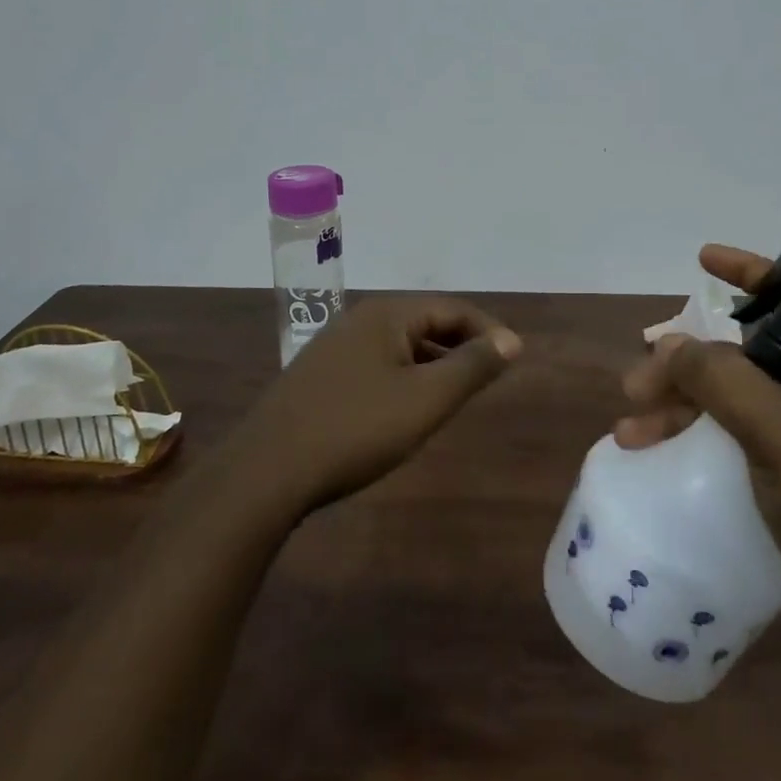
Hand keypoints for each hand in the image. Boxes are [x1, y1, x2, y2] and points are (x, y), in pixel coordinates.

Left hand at [234, 296, 522, 510]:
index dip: (488, 332)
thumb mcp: (426, 399)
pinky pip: (376, 365)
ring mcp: (333, 347)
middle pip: (424, 323)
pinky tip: (405, 410)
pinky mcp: (319, 377)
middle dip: (460, 347)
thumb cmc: (356, 429)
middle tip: (488, 378)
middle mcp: (359, 319)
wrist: (267, 471)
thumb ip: (472, 367)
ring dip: (432, 364)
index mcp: (386, 314)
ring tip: (454, 396)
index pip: (452, 308)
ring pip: (399, 346)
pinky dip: (403, 378)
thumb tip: (510, 340)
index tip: (513, 361)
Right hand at [616, 245, 780, 614]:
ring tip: (628, 432)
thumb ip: (726, 381)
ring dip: (674, 405)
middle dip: (683, 361)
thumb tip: (668, 343)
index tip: (703, 259)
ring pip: (723, 400)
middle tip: (636, 385)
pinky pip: (722, 440)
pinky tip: (649, 453)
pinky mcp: (778, 481)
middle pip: (739, 355)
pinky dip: (685, 439)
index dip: (752, 272)